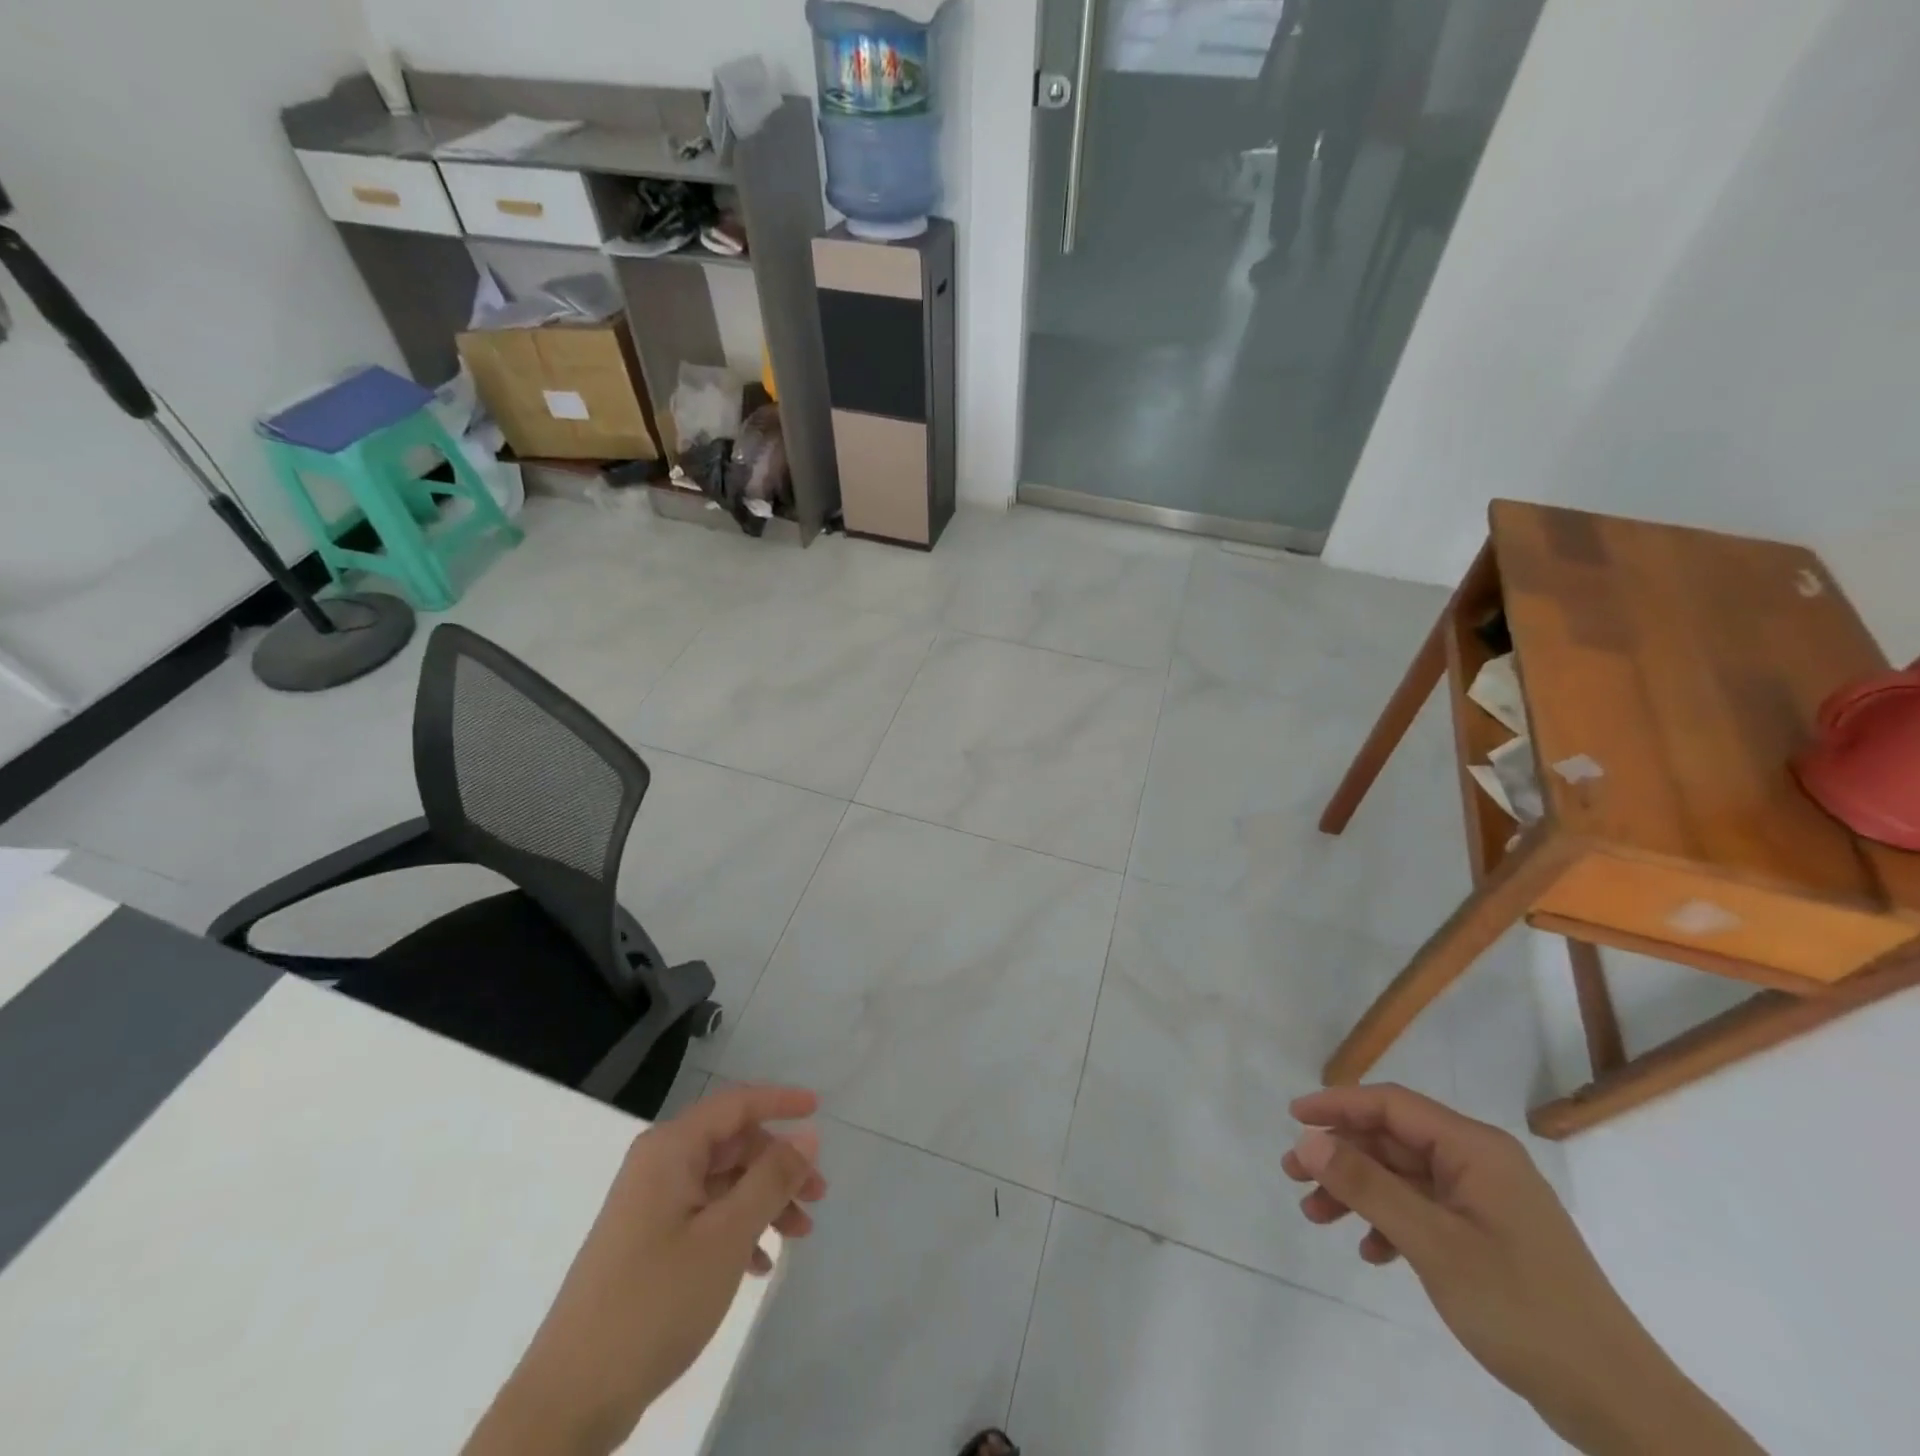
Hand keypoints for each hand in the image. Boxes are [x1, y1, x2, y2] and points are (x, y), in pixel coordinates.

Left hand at [466, 1084, 826, 1455]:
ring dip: (763, 1201)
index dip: (780, 1101)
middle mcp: (657, 1165)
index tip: (819, 1107)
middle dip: (778, 1165)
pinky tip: (759, 1265)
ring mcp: (648, 1206)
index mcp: (670, 1149)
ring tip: (797, 1236)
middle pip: (732, 1144)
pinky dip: (737, 1230)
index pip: (735, 1104)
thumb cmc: (655, 1302)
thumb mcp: (727, 1236)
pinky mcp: (646, 1244)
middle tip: (817, 1195)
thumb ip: (772, 1178)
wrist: (569, 1400)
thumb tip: (808, 1134)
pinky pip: (704, 1216)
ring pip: (721, 1183)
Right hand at [1285, 1084, 1760, 1455]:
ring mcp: (1488, 1201)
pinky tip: (1371, 1252)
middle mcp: (1480, 1162)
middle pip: (1393, 1140)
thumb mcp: (1433, 1244)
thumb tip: (1306, 1140)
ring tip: (1317, 1216)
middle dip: (1341, 1156)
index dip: (1337, 1105)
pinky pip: (1425, 1210)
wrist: (1618, 1404)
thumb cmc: (1522, 1308)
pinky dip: (1391, 1222)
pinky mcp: (1491, 1237)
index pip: (1391, 1104)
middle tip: (1292, 1176)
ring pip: (1404, 1177)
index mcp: (1475, 1148)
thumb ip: (1367, 1186)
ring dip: (1360, 1191)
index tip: (1292, 1119)